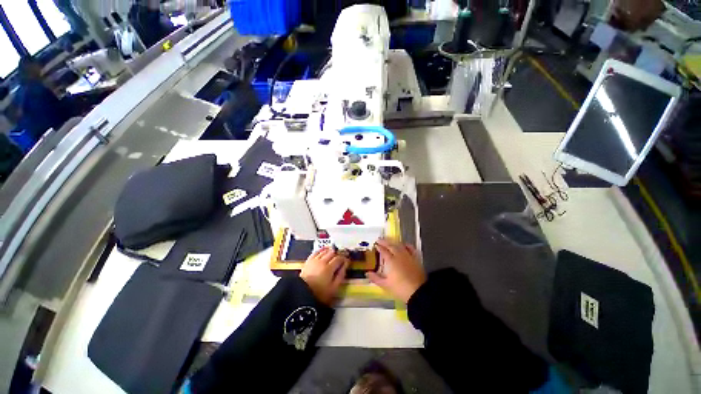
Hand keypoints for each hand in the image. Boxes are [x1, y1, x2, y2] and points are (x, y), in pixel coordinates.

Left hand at [300, 247, 349, 305]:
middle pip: (332, 253)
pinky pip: (316, 251)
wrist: (302, 294)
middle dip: (338, 253)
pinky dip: (321, 249)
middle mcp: (322, 261)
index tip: (347, 259)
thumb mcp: (334, 287)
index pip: (339, 258)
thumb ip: (341, 275)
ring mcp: (315, 260)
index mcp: (329, 268)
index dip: (344, 258)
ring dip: (331, 250)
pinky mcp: (309, 260)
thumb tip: (345, 265)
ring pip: (325, 251)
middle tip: (342, 256)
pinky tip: (324, 249)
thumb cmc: (320, 293)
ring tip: (334, 253)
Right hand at [367, 239, 426, 303]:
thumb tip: (367, 273)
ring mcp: (408, 256)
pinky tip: (404, 245)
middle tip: (379, 240)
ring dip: (393, 242)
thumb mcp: (386, 285)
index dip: (379, 247)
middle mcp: (399, 255)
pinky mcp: (415, 258)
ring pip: (400, 245)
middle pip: (391, 246)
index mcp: (391, 261)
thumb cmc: (400, 289)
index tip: (375, 245)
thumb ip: (376, 278)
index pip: (383, 251)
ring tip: (389, 242)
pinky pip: (411, 248)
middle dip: (384, 242)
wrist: (418, 292)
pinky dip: (406, 245)